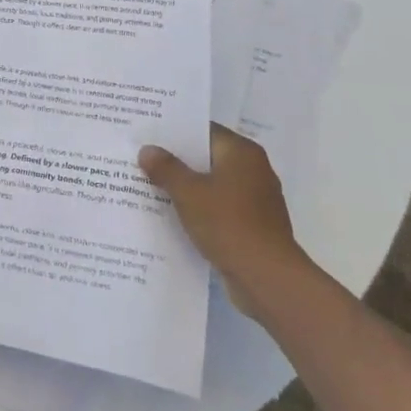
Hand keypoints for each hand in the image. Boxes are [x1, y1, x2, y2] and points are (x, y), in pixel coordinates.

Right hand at [140, 125, 313, 320]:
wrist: (267, 279)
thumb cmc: (228, 224)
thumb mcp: (188, 192)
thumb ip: (166, 168)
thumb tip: (147, 150)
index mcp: (242, 152)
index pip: (204, 131)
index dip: (175, 132)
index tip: (148, 135)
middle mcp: (254, 170)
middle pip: (208, 157)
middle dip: (178, 161)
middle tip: (143, 159)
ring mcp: (256, 200)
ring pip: (213, 185)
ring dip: (188, 188)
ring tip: (152, 187)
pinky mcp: (254, 226)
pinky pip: (221, 208)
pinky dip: (201, 210)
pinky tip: (174, 216)